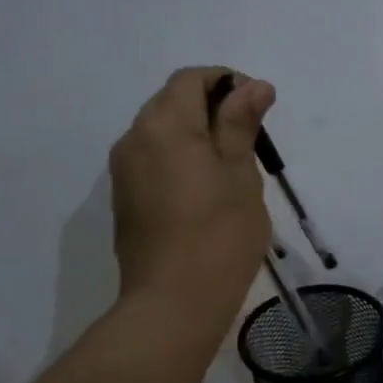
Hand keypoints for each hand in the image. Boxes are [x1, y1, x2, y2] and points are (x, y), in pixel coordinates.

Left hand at [109, 67, 275, 326]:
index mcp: (164, 124)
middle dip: (212, 107)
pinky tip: (205, 189)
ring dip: (196, 133)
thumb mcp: (240, 172)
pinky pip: (153, 159)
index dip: (227, 81)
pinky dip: (179, 157)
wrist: (173, 304)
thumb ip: (241, 122)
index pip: (191, 79)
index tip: (258, 108)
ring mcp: (124, 171)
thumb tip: (253, 85)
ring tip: (231, 166)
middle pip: (173, 101)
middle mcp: (135, 138)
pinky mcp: (125, 198)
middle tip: (250, 140)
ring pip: (161, 131)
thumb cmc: (219, 233)